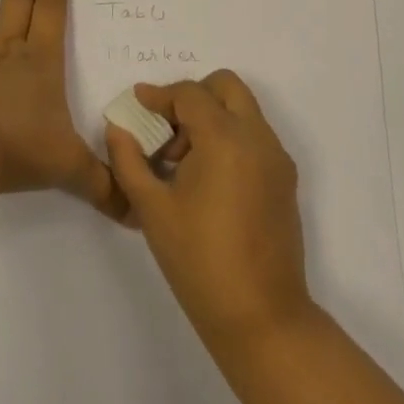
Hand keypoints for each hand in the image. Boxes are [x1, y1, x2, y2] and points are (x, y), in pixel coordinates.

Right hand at [105, 72, 313, 352]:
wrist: (260, 316)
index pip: (190, 94)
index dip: (159, 94)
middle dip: (192, 96)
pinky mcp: (285, 180)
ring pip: (244, 110)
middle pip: (226, 87)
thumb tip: (117, 128)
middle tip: (166, 129)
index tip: (137, 103)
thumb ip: (128, 161)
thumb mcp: (151, 208)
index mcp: (225, 139)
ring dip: (212, 117)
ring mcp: (277, 158)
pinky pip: (255, 137)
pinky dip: (230, 137)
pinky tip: (206, 179)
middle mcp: (257, 138)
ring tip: (182, 161)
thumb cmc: (199, 260)